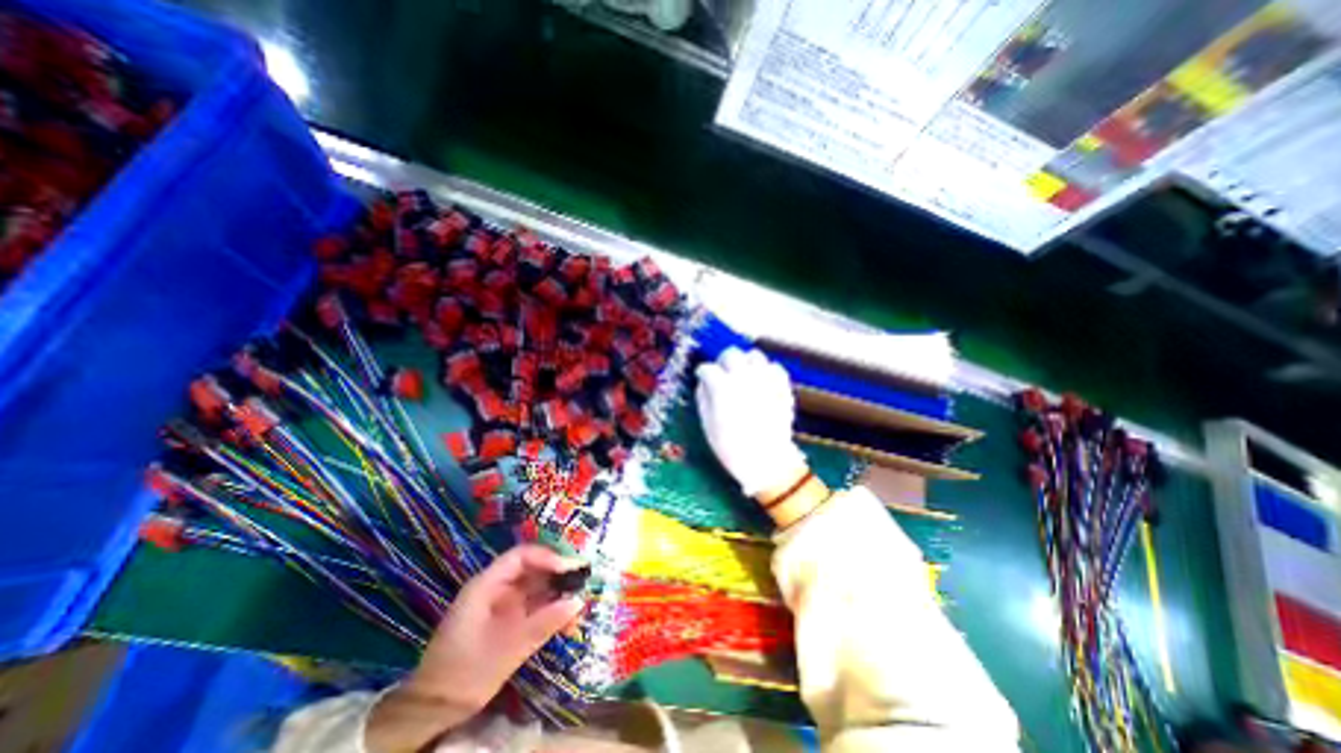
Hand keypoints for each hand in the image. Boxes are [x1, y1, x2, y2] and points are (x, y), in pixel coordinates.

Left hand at [365, 548, 583, 752]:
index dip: (547, 557)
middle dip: (557, 572)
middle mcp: (496, 588)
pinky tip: (567, 615)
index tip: (570, 569)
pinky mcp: (507, 619)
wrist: (433, 710)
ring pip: (535, 585)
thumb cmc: (465, 673)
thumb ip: (544, 623)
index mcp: (486, 585)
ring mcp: (502, 603)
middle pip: (531, 567)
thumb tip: (579, 602)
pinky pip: (533, 604)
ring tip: (579, 597)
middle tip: (582, 579)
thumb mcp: (508, 649)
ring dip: (556, 590)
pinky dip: (550, 607)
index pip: (521, 557)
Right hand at [696, 347, 811, 500]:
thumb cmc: (731, 447)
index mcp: (722, 388)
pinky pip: (774, 366)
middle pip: (730, 354)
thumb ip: (703, 398)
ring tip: (742, 374)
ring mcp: (765, 380)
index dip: (702, 373)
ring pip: (754, 355)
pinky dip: (765, 370)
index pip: (707, 368)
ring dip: (745, 362)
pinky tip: (760, 380)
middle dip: (723, 362)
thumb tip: (703, 383)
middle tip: (722, 373)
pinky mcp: (781, 386)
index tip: (702, 377)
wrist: (767, 460)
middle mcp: (744, 377)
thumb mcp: (708, 425)